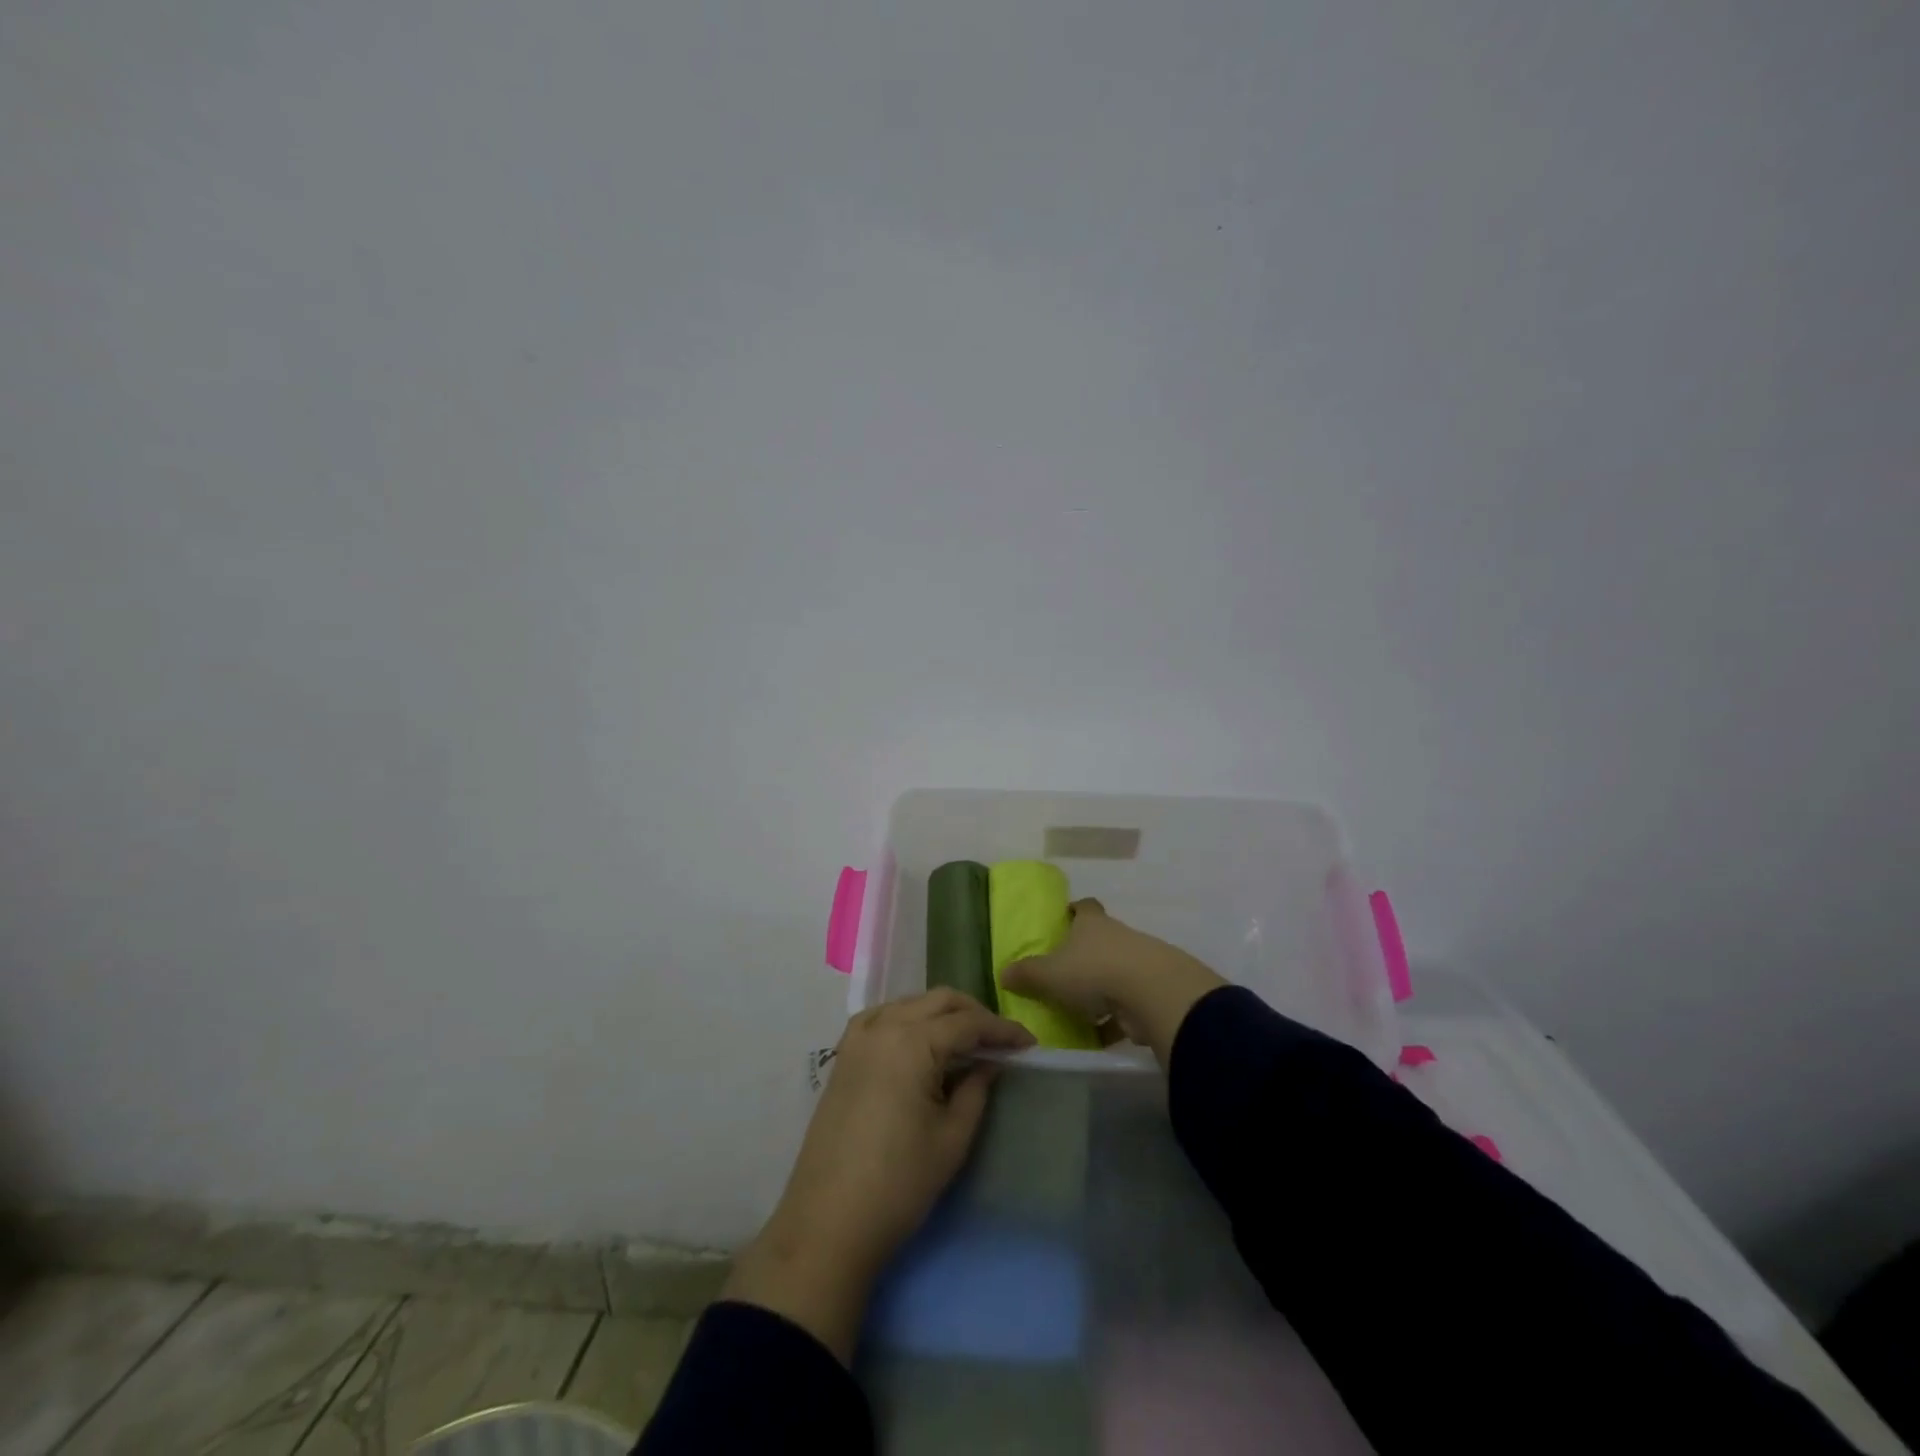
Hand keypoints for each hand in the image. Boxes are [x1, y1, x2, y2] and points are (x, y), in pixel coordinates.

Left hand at [722, 989, 1033, 1362]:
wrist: (828, 1223)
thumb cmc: (899, 1184)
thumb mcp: (951, 1138)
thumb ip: (976, 1089)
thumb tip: (991, 1061)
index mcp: (913, 1042)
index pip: (968, 1023)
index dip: (1003, 1030)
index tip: (1030, 1044)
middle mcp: (883, 1026)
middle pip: (938, 1001)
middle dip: (974, 1014)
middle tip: (1001, 1041)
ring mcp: (858, 1038)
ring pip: (910, 1004)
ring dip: (942, 1013)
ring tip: (967, 1041)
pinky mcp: (843, 1056)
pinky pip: (882, 1017)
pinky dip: (909, 1018)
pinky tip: (921, 1041)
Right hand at [1000, 899, 1224, 1065]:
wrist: (1153, 994)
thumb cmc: (1093, 972)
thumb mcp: (1048, 975)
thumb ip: (1026, 974)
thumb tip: (1003, 973)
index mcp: (1092, 924)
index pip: (1084, 907)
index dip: (1074, 910)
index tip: (1065, 918)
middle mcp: (1118, 935)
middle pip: (1102, 939)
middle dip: (1086, 953)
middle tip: (1066, 972)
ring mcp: (1142, 961)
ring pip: (1118, 970)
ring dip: (1105, 986)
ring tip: (1083, 1008)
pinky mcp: (1156, 990)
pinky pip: (1132, 1001)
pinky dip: (1120, 1015)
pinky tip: (1106, 1033)